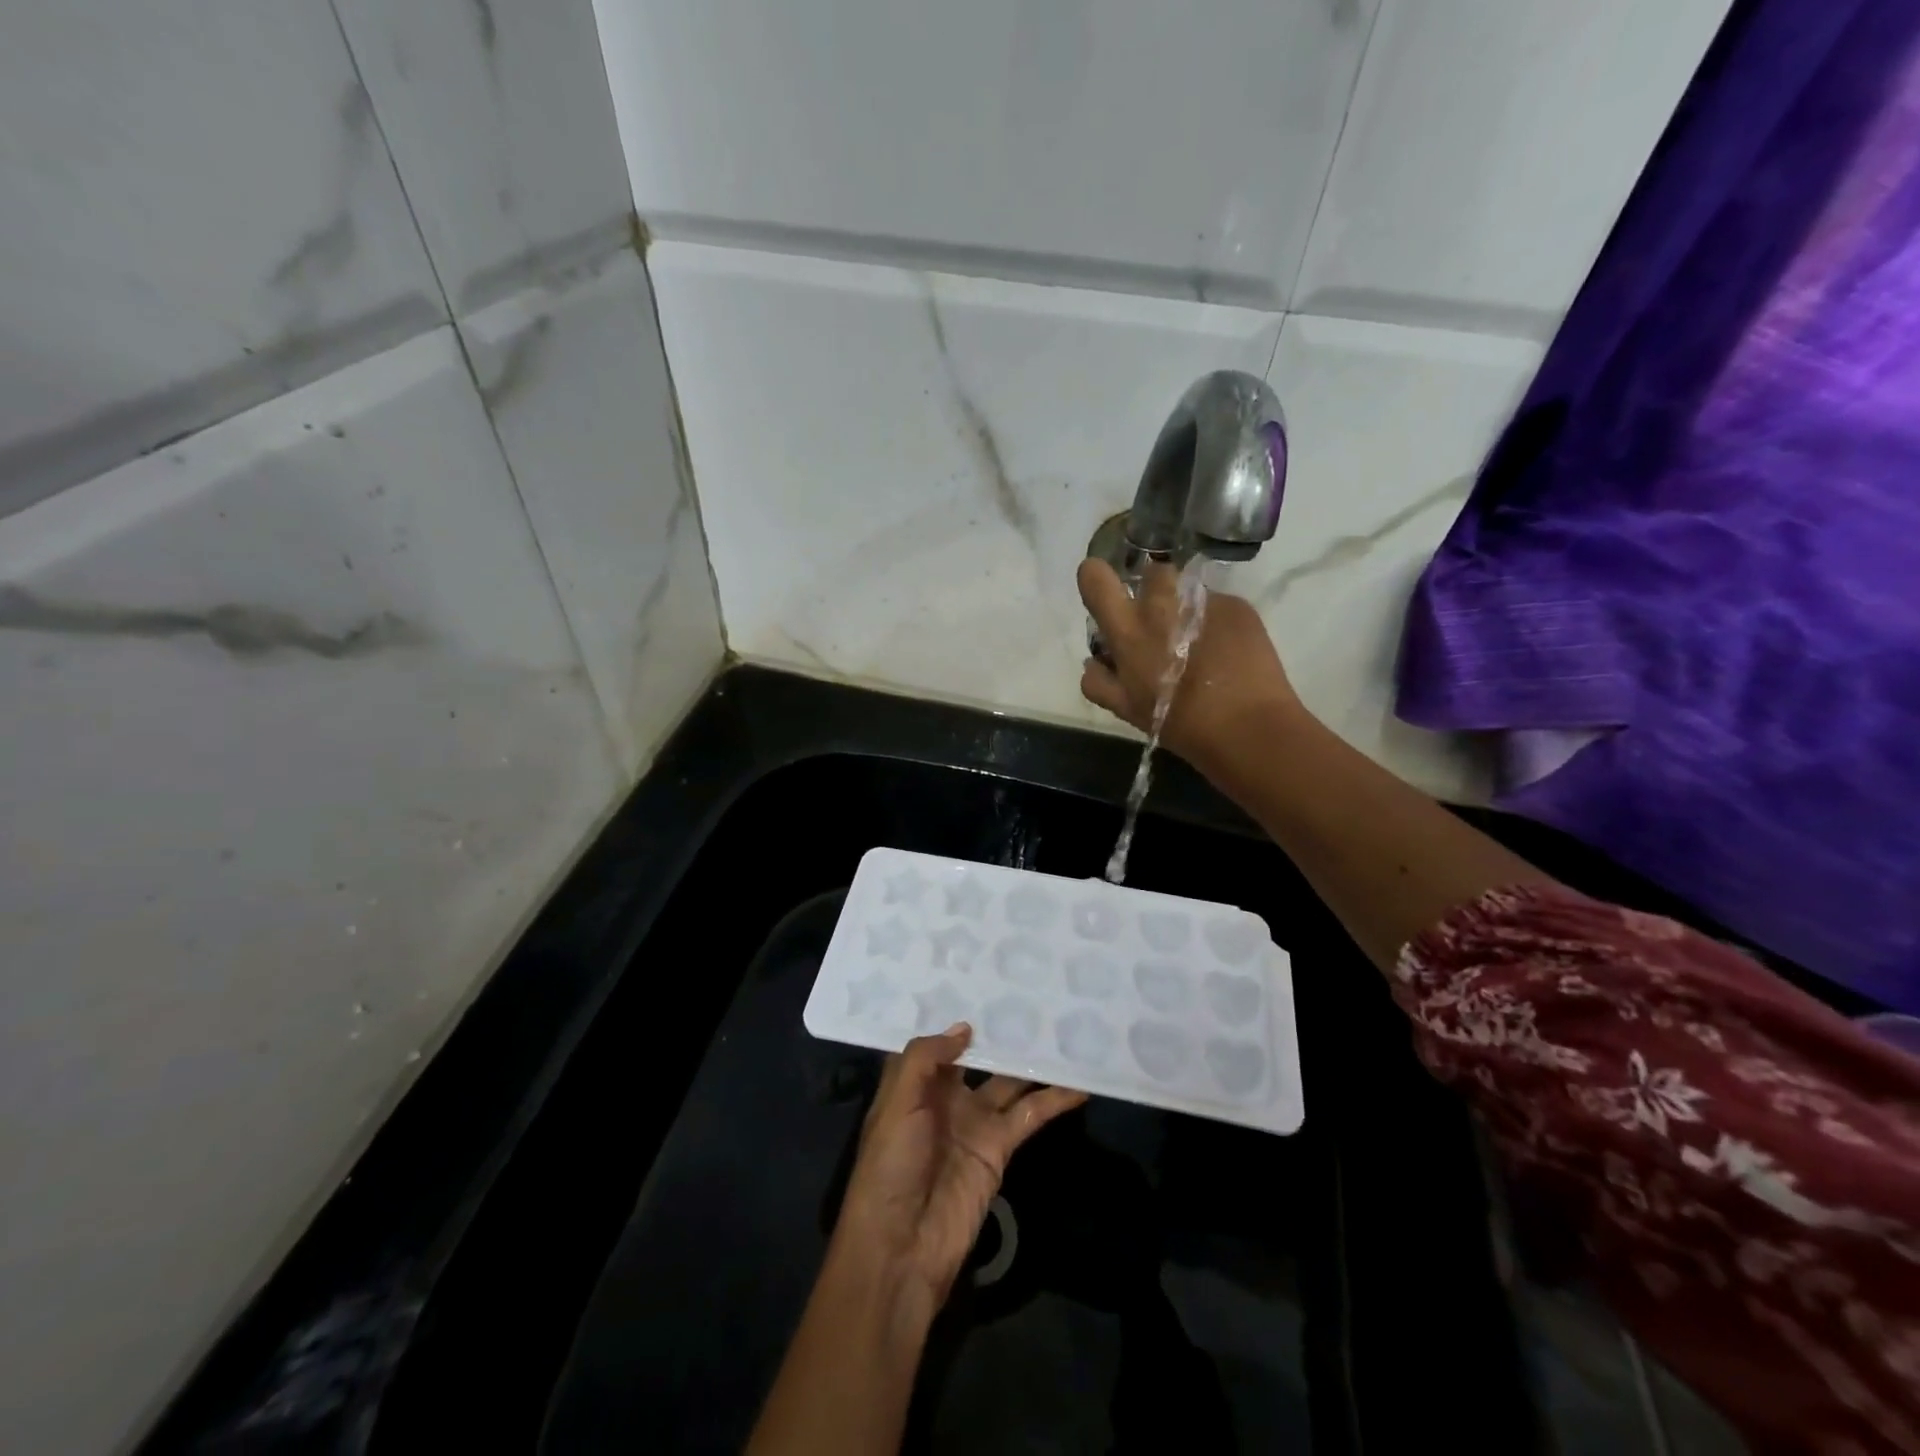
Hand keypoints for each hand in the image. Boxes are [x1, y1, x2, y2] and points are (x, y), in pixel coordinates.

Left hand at [832, 1024, 1086, 1311]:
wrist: (901, 1247)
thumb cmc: (890, 1165)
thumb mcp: (897, 1102)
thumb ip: (927, 1058)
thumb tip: (965, 1027)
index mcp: (913, 1083)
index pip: (938, 1042)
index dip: (957, 1017)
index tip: (983, 983)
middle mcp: (945, 1097)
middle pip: (980, 1057)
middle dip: (1001, 1033)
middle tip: (1034, 997)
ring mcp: (975, 1123)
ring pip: (1010, 1083)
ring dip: (1034, 1062)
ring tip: (1064, 1031)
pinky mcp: (999, 1149)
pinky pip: (1029, 1117)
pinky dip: (1053, 1101)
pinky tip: (1078, 1083)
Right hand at [1077, 557, 1301, 774]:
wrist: (1248, 727)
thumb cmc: (1179, 722)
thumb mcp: (1126, 710)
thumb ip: (1100, 682)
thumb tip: (1093, 661)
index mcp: (1128, 629)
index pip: (1095, 577)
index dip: (1096, 578)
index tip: (1106, 595)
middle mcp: (1162, 605)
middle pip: (1151, 572)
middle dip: (1153, 591)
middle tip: (1163, 625)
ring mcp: (1203, 601)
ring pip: (1187, 589)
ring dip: (1185, 606)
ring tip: (1198, 640)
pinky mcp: (1237, 606)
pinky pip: (1217, 605)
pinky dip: (1216, 622)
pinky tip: (1227, 652)